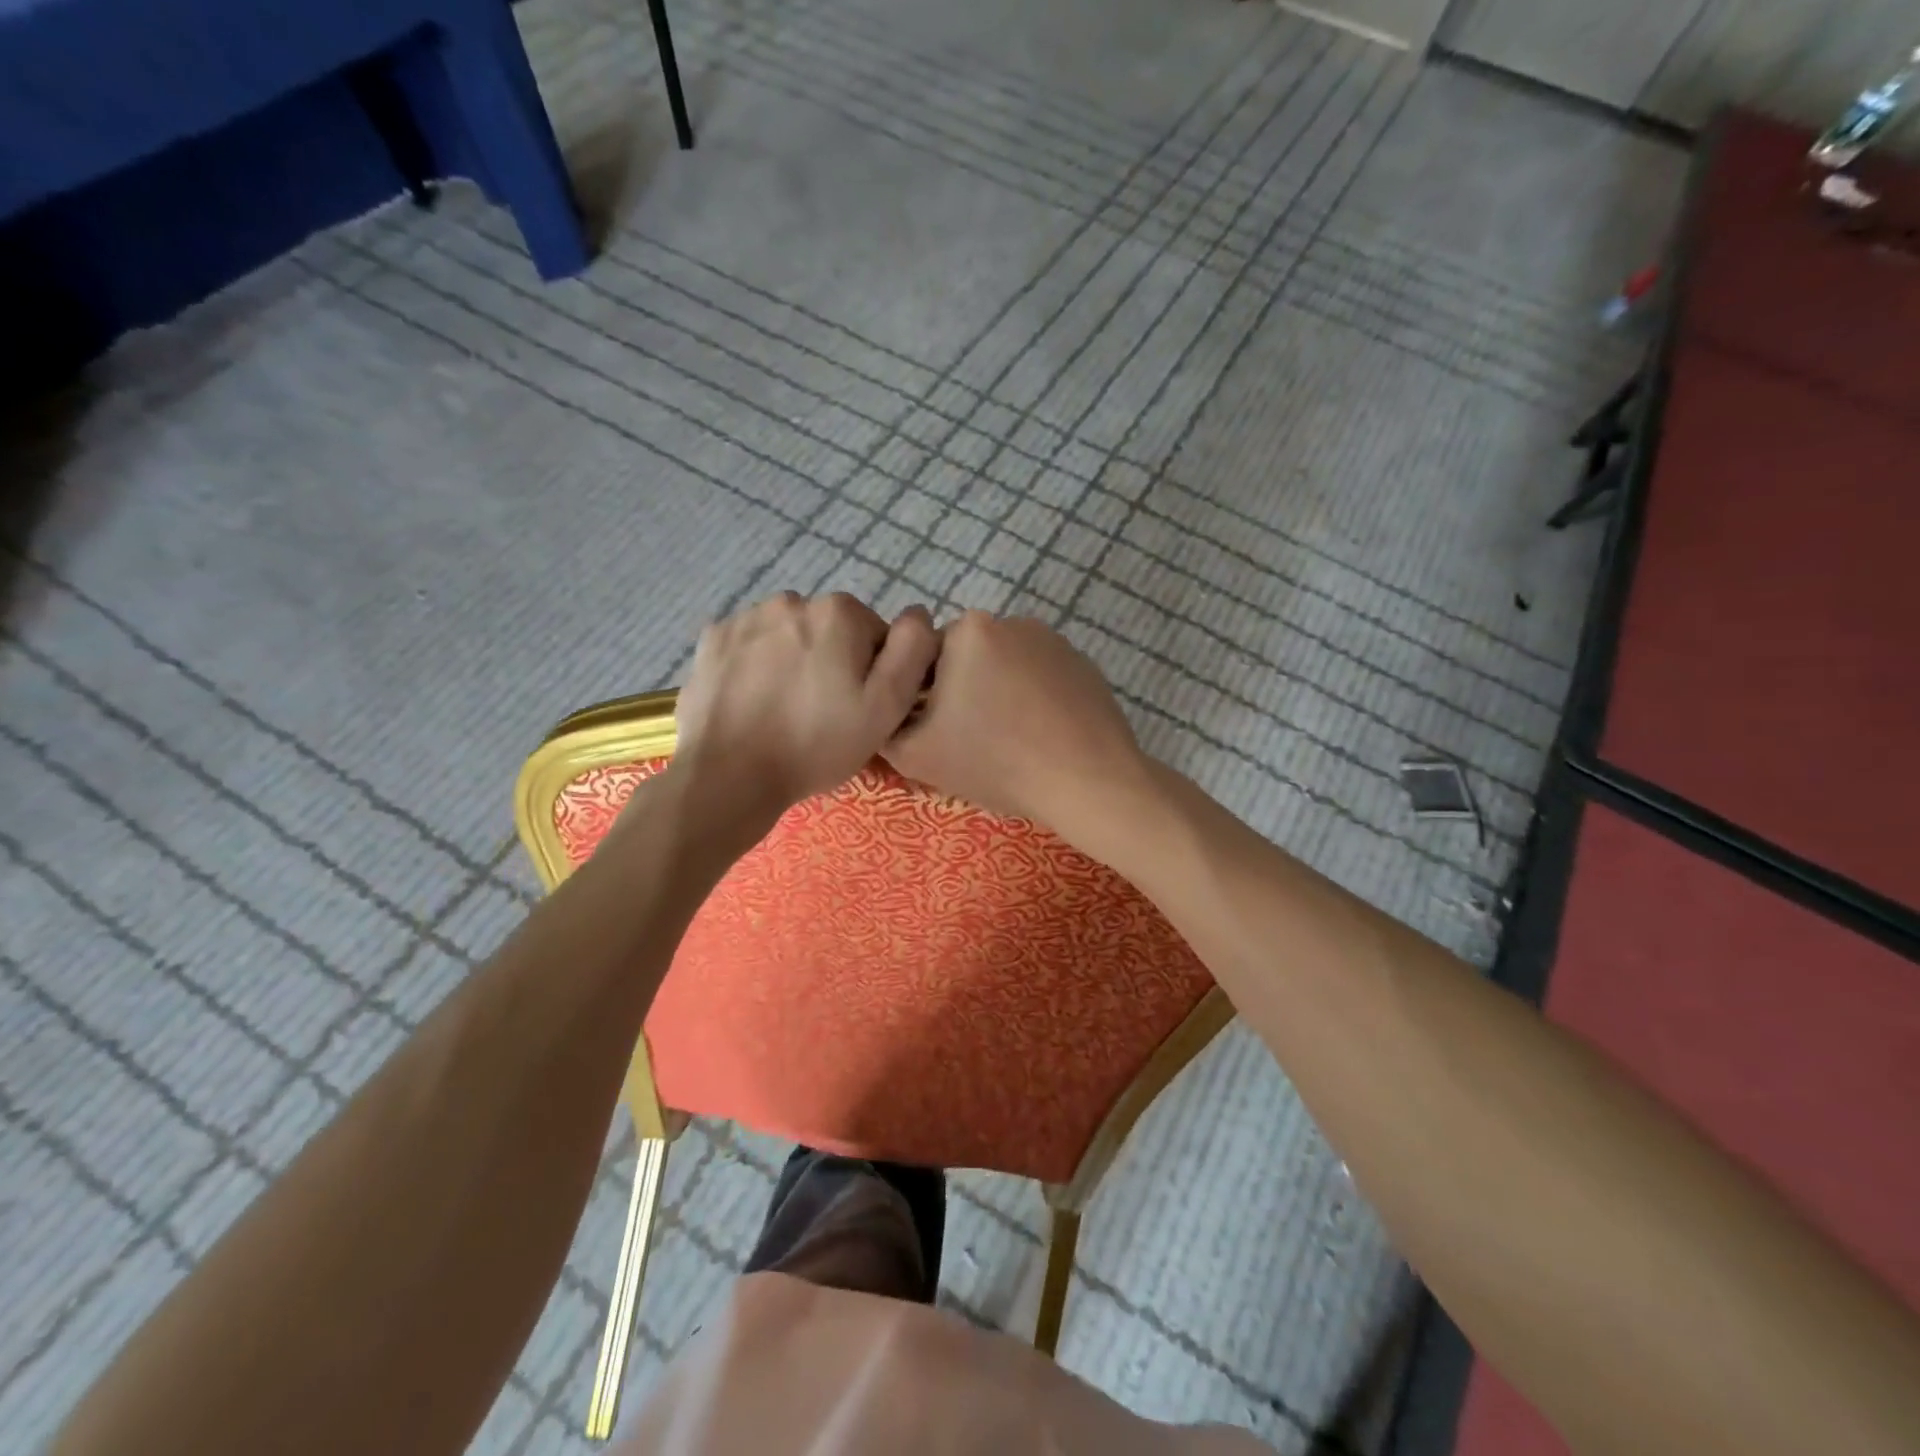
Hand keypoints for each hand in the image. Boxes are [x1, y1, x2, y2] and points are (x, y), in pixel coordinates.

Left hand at [670, 593, 938, 840]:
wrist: (729, 775)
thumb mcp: (885, 707)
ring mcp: (745, 617)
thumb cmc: (816, 744)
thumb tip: (919, 614)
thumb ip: (912, 651)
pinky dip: (757, 665)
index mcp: (839, 612)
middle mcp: (791, 600)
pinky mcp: (712, 639)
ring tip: (786, 708)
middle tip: (823, 712)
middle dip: (833, 662)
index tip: (857, 707)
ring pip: (789, 636)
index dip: (873, 673)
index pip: (875, 635)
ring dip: (794, 660)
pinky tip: (754, 701)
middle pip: (830, 631)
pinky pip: (750, 645)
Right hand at [882, 612, 1150, 846]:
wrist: (1088, 782)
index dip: (923, 700)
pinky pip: (1040, 676)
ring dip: (998, 694)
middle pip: (965, 659)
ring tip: (1012, 740)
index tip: (940, 734)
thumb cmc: (997, 763)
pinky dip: (1033, 698)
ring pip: (1004, 667)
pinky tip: (1042, 734)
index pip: (923, 660)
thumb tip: (885, 711)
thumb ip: (884, 724)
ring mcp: (1053, 639)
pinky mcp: (1082, 662)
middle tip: (975, 742)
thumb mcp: (915, 754)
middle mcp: (1011, 620)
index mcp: (967, 630)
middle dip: (962, 693)